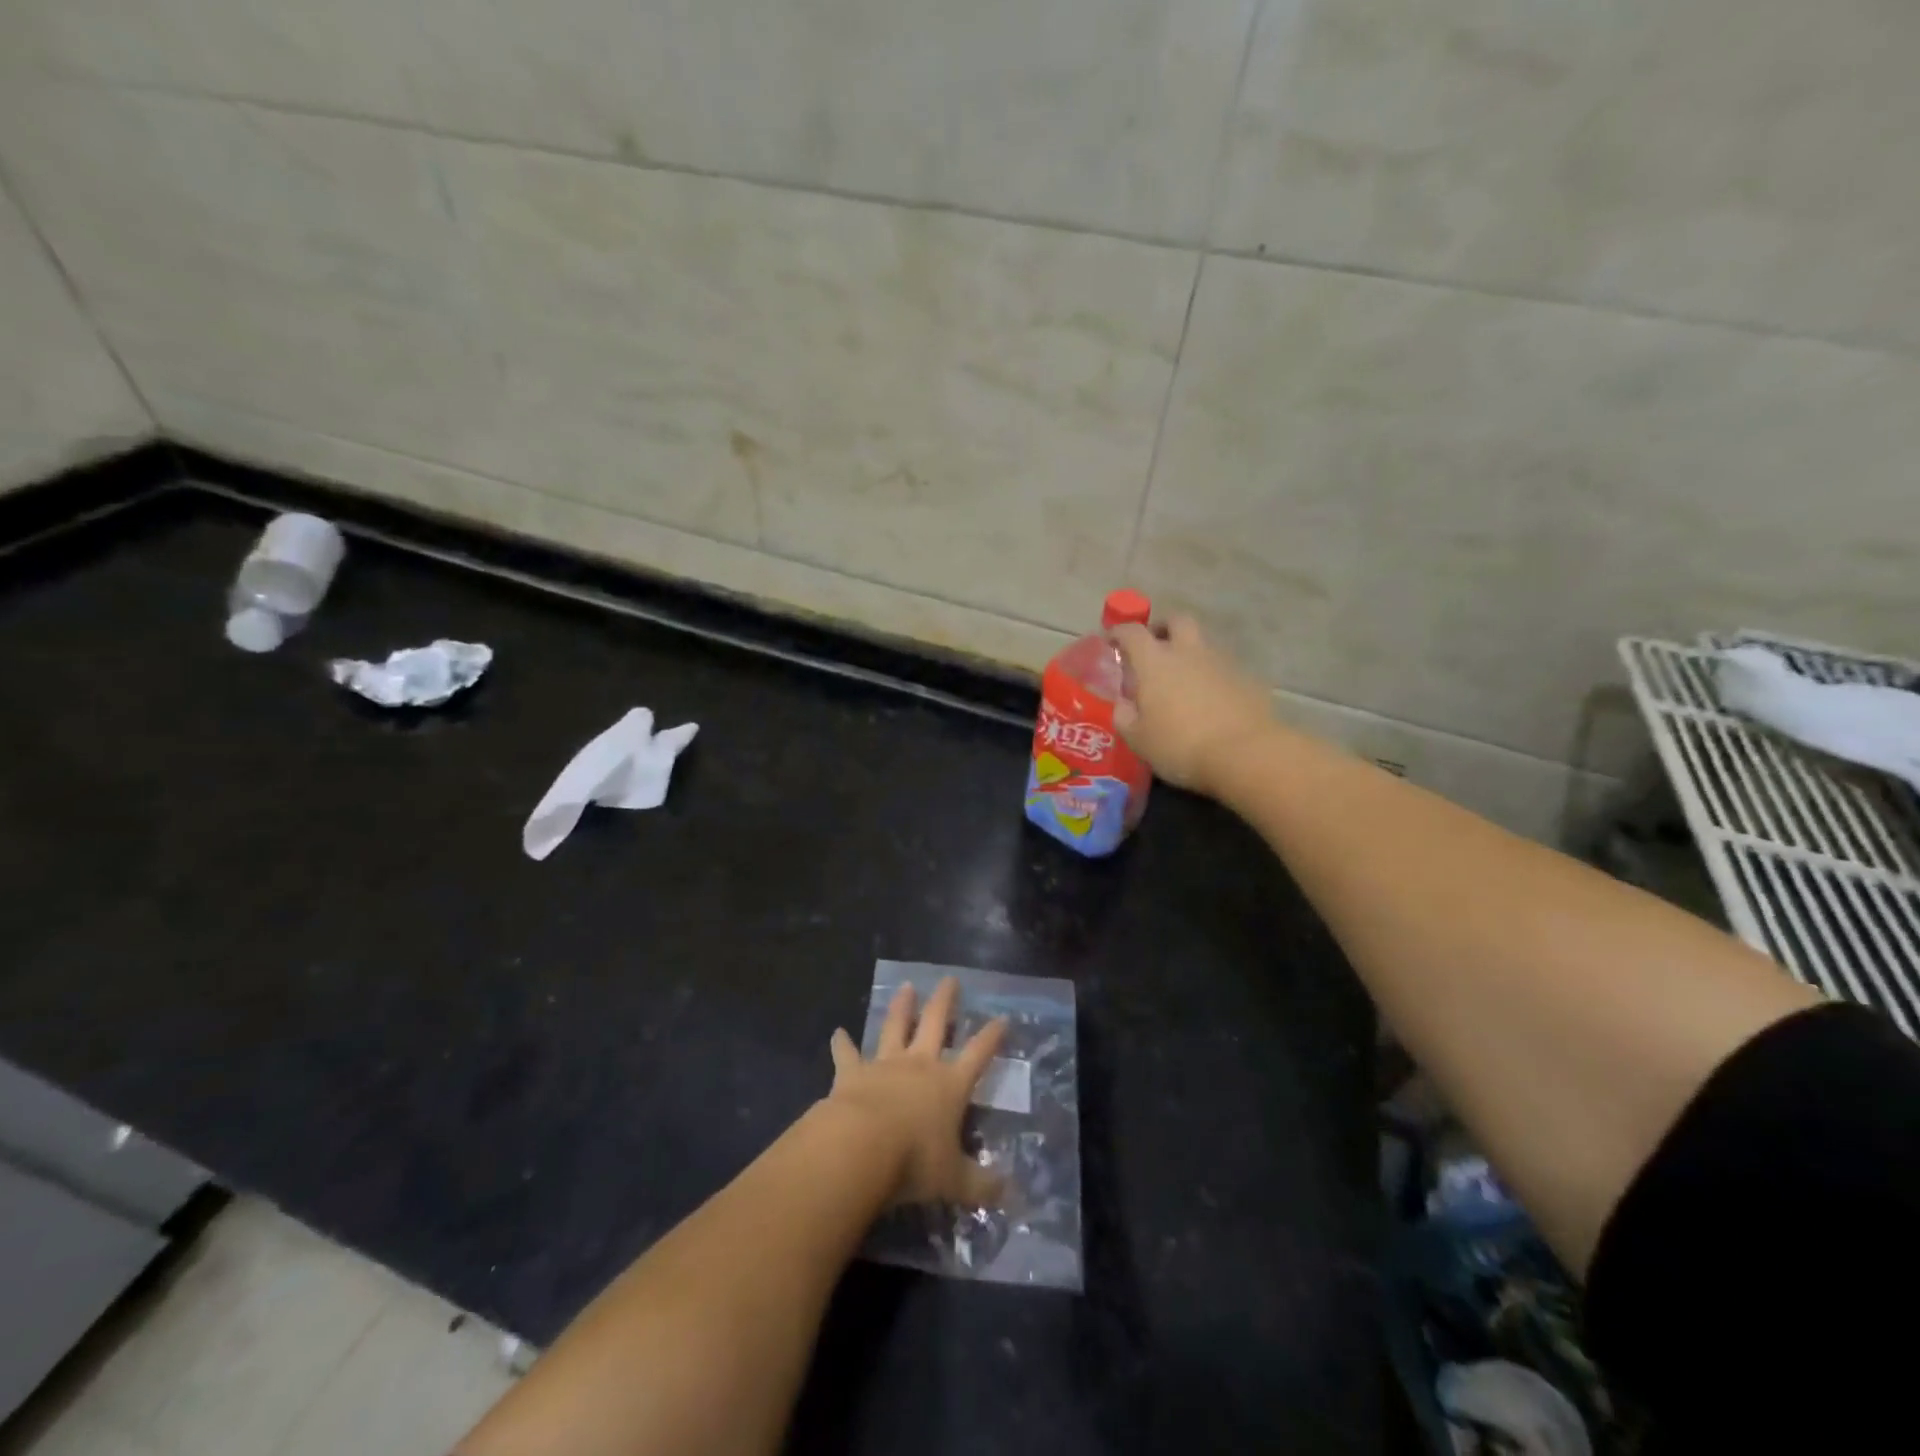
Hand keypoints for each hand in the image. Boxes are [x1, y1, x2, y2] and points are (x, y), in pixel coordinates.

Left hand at [826, 978, 1006, 1207]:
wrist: (860, 1147)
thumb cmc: (914, 1162)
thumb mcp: (955, 1180)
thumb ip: (981, 1185)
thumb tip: (1011, 1195)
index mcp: (950, 1085)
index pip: (978, 1054)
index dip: (992, 1036)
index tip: (1002, 1017)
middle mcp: (920, 1065)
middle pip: (935, 1023)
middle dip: (945, 1001)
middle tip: (949, 979)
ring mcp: (885, 1064)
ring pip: (895, 1027)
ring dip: (901, 1007)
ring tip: (905, 986)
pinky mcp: (852, 1073)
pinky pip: (847, 1054)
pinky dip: (842, 1044)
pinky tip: (837, 1032)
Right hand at [1110, 615, 1273, 796]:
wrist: (1245, 754)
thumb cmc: (1179, 745)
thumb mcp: (1137, 739)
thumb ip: (1124, 716)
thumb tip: (1124, 704)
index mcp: (1155, 661)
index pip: (1132, 632)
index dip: (1119, 633)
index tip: (1112, 642)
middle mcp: (1188, 652)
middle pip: (1177, 620)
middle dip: (1164, 627)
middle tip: (1155, 645)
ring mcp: (1222, 662)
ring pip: (1203, 644)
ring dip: (1191, 654)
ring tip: (1183, 681)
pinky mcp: (1248, 679)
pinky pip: (1225, 669)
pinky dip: (1213, 677)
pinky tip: (1211, 702)